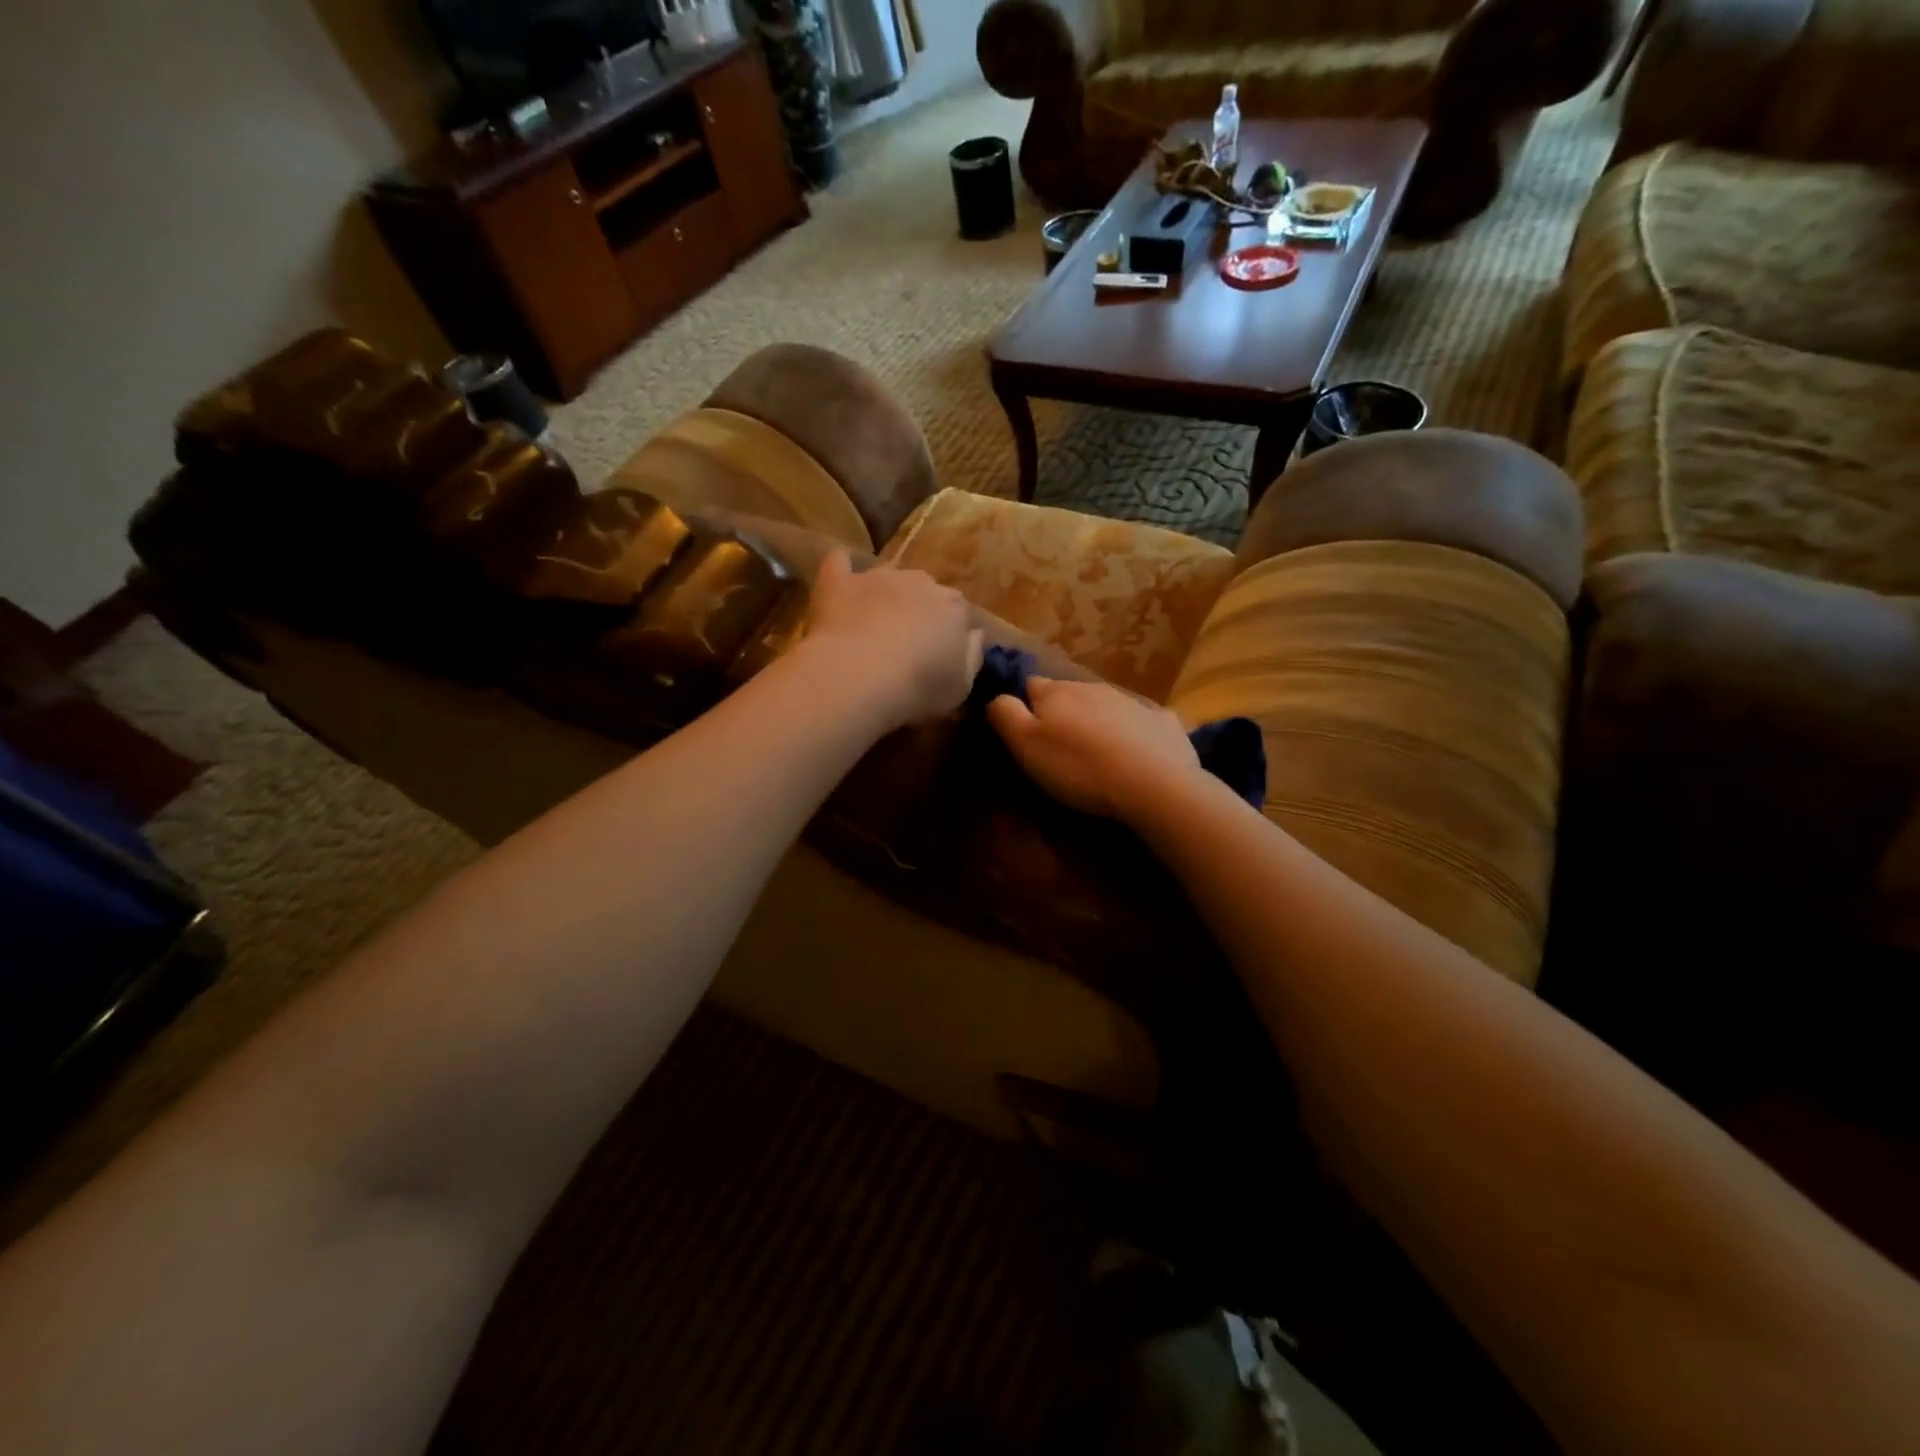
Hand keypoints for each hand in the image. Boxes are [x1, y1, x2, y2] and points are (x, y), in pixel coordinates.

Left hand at [802, 550, 983, 730]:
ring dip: (885, 595)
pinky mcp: (840, 582)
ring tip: (872, 624)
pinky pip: (840, 562)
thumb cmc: (919, 687)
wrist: (860, 676)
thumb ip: (972, 656)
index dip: (949, 631)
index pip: (959, 611)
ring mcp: (878, 577)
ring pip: (888, 578)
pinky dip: (842, 569)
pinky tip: (841, 581)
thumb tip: (975, 635)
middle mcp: (920, 581)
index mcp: (954, 607)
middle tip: (904, 642)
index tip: (939, 654)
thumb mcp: (961, 686)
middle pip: (924, 590)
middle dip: (918, 609)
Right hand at [987, 676, 1202, 819]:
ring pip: (1104, 704)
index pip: (1030, 685)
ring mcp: (1131, 702)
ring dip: (1096, 721)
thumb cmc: (1079, 768)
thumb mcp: (1026, 746)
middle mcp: (1093, 687)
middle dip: (1062, 712)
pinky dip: (1134, 732)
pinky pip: (1141, 721)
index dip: (1024, 705)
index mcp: (1056, 693)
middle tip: (1059, 746)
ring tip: (1095, 753)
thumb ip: (1005, 715)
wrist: (1154, 784)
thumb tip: (996, 697)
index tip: (1023, 729)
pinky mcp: (1162, 722)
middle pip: (1068, 693)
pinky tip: (1136, 754)